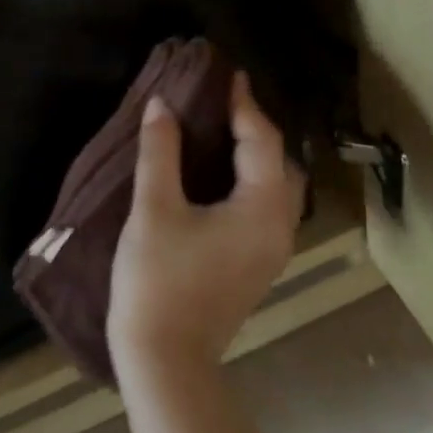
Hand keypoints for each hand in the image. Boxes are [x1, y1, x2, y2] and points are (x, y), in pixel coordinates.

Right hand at [108, 74, 306, 378]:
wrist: (165, 358)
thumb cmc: (158, 278)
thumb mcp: (153, 208)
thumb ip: (160, 151)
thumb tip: (161, 104)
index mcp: (261, 210)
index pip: (262, 142)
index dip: (245, 105)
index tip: (230, 74)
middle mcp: (278, 228)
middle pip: (279, 165)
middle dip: (256, 129)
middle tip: (223, 103)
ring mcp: (270, 251)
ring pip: (274, 189)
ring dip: (254, 156)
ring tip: (221, 131)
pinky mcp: (254, 265)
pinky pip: (263, 207)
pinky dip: (248, 181)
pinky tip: (218, 175)